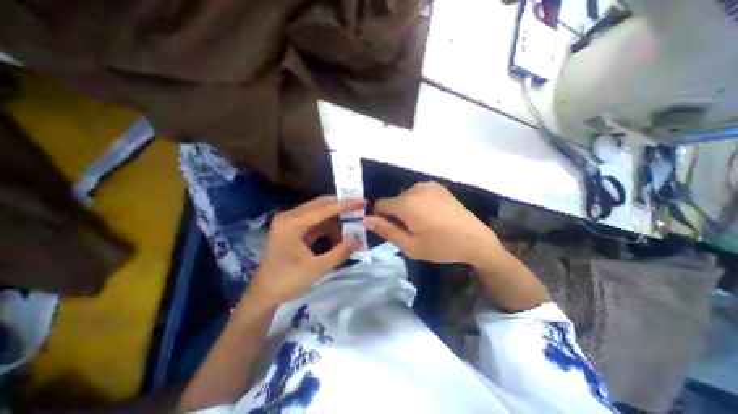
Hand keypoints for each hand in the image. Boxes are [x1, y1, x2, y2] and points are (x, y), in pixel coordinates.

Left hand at [244, 196, 365, 304]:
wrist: (264, 294)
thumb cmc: (287, 282)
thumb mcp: (317, 268)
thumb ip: (340, 252)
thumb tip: (358, 239)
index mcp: (292, 223)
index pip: (324, 209)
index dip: (346, 205)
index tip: (363, 201)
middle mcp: (290, 216)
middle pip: (321, 204)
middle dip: (341, 208)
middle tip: (360, 212)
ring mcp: (290, 221)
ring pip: (319, 212)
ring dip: (335, 219)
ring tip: (350, 229)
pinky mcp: (293, 228)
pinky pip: (315, 221)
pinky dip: (328, 226)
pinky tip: (337, 236)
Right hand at [363, 181, 500, 264]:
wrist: (475, 239)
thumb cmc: (440, 246)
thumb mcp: (410, 245)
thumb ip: (386, 230)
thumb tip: (366, 220)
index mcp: (406, 203)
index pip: (380, 204)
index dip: (380, 217)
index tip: (390, 229)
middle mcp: (414, 189)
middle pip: (394, 201)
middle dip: (395, 215)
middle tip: (410, 231)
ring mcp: (428, 185)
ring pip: (406, 197)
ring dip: (407, 209)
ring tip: (422, 224)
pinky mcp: (438, 187)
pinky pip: (418, 193)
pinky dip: (418, 203)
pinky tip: (431, 215)